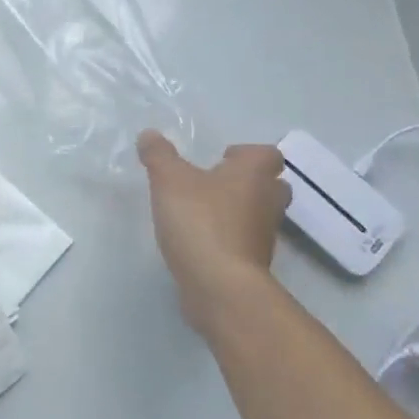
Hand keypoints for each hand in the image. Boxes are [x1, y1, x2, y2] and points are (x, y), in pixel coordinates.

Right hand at [137, 131, 290, 332]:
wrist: (220, 284)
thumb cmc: (200, 221)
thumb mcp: (168, 180)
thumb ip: (158, 155)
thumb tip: (149, 134)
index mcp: (255, 174)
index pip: (267, 154)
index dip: (246, 154)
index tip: (219, 159)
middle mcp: (268, 201)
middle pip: (269, 184)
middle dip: (245, 182)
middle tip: (213, 184)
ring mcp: (264, 235)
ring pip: (257, 214)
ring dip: (236, 211)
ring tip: (200, 213)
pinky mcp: (253, 262)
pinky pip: (244, 241)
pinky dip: (227, 238)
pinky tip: (199, 241)